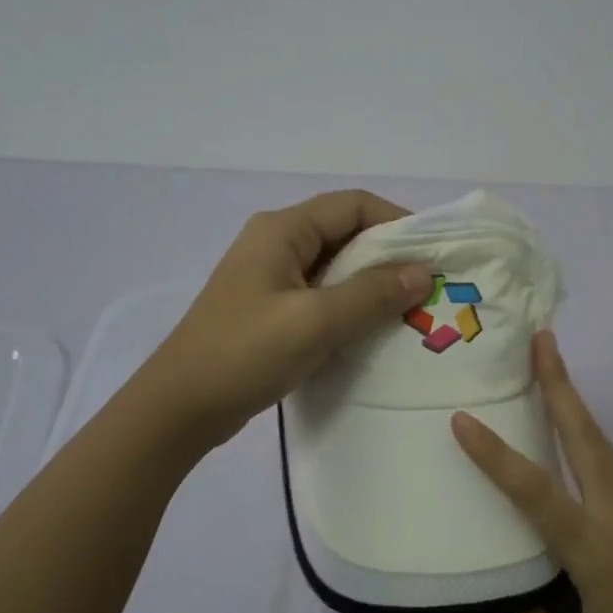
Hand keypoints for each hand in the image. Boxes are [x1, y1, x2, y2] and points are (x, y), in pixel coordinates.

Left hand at [143, 190, 433, 448]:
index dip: (396, 221)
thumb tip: (423, 272)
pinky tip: (372, 329)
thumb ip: (372, 293)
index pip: (352, 204)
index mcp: (282, 230)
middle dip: (388, 255)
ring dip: (371, 283)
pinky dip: (350, 304)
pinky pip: (321, 294)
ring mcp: (270, 277)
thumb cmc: (246, 353)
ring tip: (409, 309)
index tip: (432, 253)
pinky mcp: (270, 309)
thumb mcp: (316, 321)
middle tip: (427, 285)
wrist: (180, 408)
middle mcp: (276, 243)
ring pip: (334, 266)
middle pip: (344, 232)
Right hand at [451, 333, 612, 612]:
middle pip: (585, 437)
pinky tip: (577, 442)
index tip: (462, 419)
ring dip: (576, 404)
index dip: (495, 455)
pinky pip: (612, 468)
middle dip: (560, 384)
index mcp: (596, 550)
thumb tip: (506, 599)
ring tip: (552, 370)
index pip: (534, 491)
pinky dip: (590, 438)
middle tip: (541, 339)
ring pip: (602, 446)